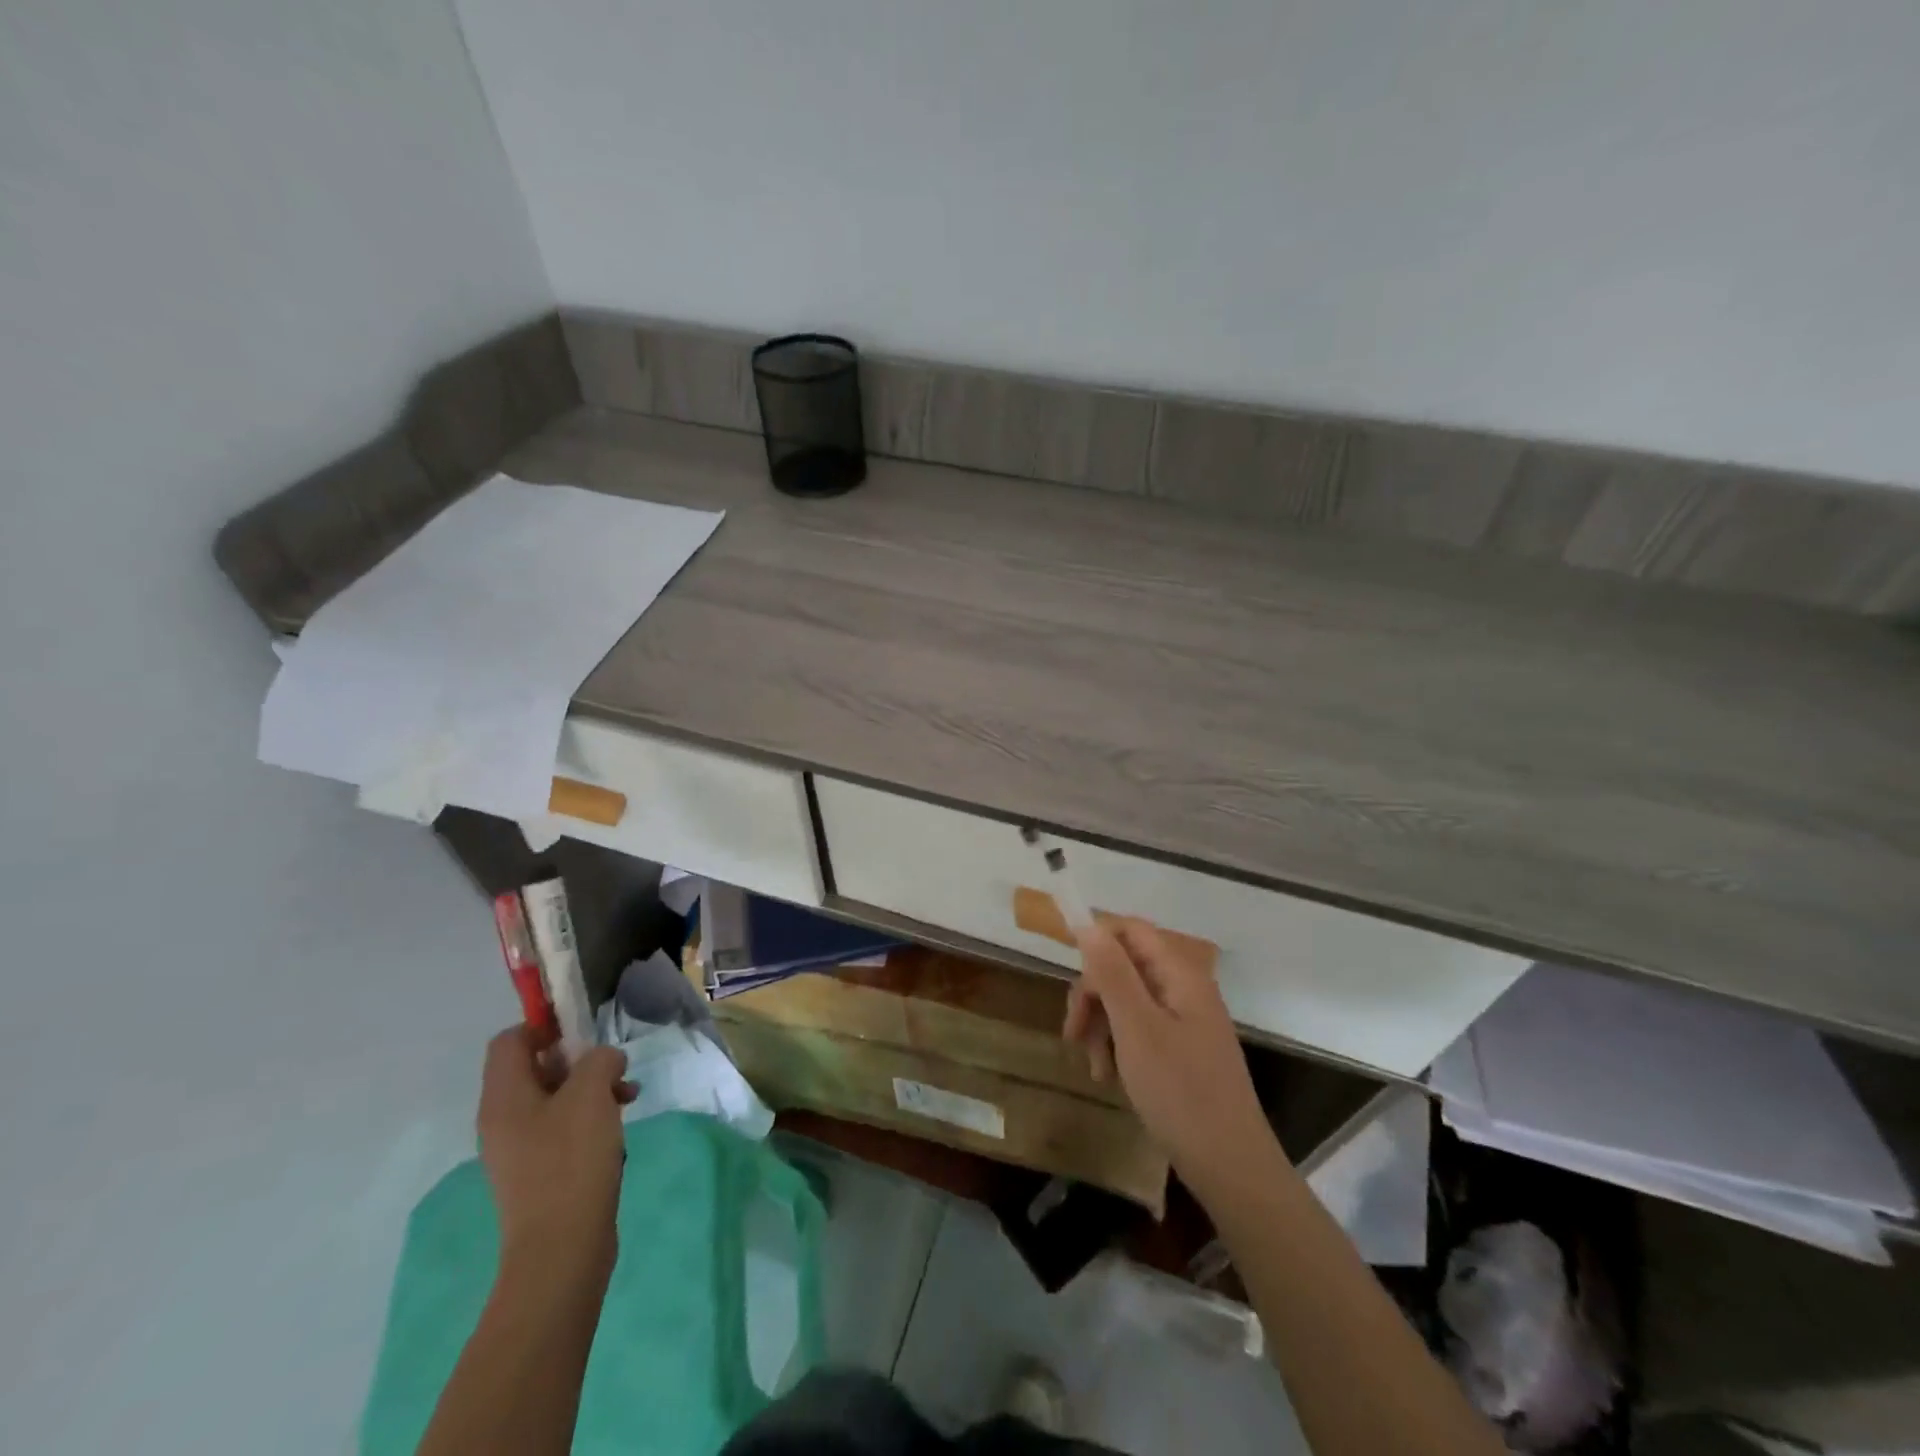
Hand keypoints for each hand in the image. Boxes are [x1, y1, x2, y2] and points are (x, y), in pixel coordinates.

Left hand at [477, 1028, 631, 1283]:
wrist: (561, 1249)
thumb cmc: (571, 1161)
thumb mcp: (591, 1093)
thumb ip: (599, 1060)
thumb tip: (603, 1061)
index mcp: (504, 1097)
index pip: (510, 1040)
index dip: (545, 1026)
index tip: (584, 1034)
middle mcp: (502, 1120)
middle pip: (535, 1068)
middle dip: (579, 1060)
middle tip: (613, 1068)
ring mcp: (519, 1149)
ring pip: (554, 1098)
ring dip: (591, 1088)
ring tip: (628, 1096)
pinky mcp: (539, 1172)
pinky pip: (561, 1128)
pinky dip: (589, 1117)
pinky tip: (618, 1127)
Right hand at [1063, 920, 1281, 1194]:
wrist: (1231, 1167)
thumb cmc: (1181, 1092)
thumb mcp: (1136, 1028)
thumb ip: (1112, 972)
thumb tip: (1087, 922)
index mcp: (1179, 974)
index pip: (1130, 930)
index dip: (1095, 940)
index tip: (1065, 971)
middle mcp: (1184, 989)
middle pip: (1124, 967)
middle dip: (1093, 995)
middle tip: (1073, 1033)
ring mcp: (1184, 1021)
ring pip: (1126, 1001)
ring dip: (1101, 1025)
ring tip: (1093, 1066)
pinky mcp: (1180, 1050)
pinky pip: (1139, 1030)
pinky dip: (1118, 1047)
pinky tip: (1109, 1077)